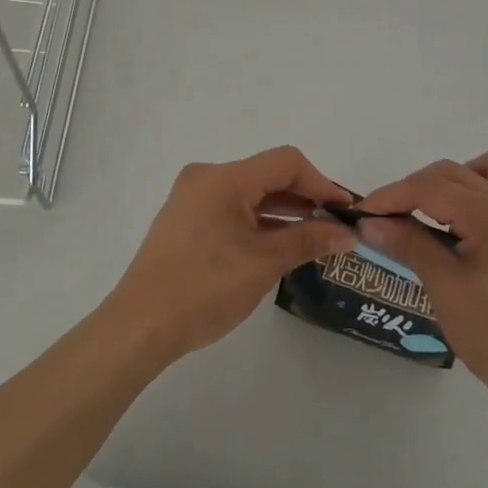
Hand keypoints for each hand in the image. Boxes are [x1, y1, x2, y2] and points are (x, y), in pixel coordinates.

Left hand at [101, 146, 357, 364]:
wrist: (140, 325)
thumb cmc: (205, 289)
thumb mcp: (264, 264)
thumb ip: (308, 240)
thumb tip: (347, 233)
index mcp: (224, 178)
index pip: (285, 162)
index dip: (321, 183)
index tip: (346, 211)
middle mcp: (207, 177)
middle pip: (267, 174)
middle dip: (305, 197)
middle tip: (336, 225)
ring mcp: (193, 197)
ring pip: (250, 192)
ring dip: (283, 210)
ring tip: (316, 236)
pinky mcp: (186, 219)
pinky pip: (232, 207)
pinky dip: (258, 220)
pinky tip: (280, 242)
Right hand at [357, 151, 487, 405]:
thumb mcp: (444, 288)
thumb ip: (408, 244)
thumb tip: (370, 223)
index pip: (430, 188)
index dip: (391, 196)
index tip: (363, 212)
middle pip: (454, 173)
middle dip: (416, 187)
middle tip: (389, 216)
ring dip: (457, 180)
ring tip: (435, 211)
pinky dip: (485, 195)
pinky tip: (471, 226)